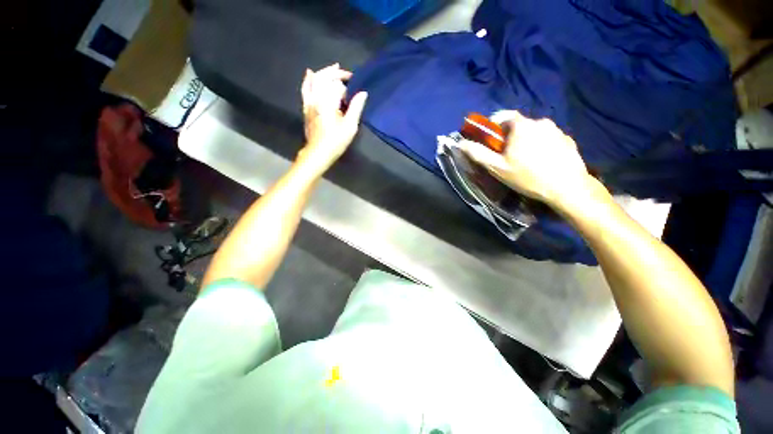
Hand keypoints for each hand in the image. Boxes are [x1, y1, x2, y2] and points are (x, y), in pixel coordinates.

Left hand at [298, 63, 367, 175]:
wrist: (318, 152)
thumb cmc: (336, 141)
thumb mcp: (350, 126)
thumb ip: (356, 107)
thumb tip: (363, 93)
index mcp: (328, 101)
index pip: (337, 85)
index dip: (346, 84)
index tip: (355, 85)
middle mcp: (316, 98)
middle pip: (324, 77)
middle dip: (335, 73)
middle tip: (346, 73)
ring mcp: (309, 102)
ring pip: (314, 80)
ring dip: (324, 72)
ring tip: (334, 68)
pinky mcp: (306, 107)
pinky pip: (305, 89)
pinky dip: (308, 80)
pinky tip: (310, 73)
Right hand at [458, 111, 599, 211]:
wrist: (567, 188)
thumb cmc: (527, 176)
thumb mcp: (497, 167)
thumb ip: (478, 153)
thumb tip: (460, 143)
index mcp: (522, 126)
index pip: (505, 115)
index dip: (495, 124)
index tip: (491, 138)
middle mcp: (541, 122)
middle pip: (520, 125)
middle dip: (510, 137)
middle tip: (507, 155)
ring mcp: (557, 130)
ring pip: (535, 132)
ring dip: (526, 141)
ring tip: (525, 161)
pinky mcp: (568, 140)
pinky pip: (548, 139)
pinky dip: (541, 146)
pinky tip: (541, 163)